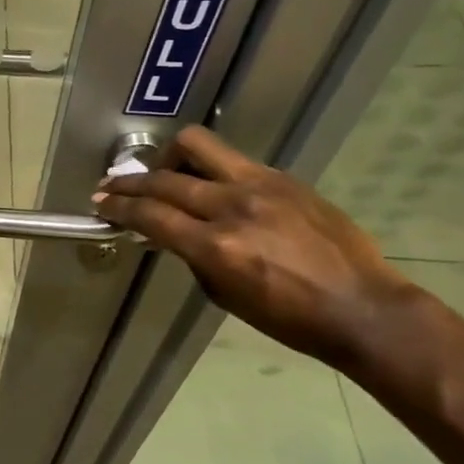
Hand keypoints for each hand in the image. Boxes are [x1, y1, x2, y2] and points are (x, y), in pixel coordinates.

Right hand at [92, 126, 420, 368]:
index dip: (118, 207)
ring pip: (196, 146)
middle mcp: (233, 207)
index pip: (150, 214)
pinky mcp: (283, 178)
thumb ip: (192, 256)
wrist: (363, 307)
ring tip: (160, 173)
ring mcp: (261, 186)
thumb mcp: (225, 295)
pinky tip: (207, 185)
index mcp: (216, 247)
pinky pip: (231, 161)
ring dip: (167, 158)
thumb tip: (169, 232)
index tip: (100, 204)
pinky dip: (207, 169)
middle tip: (111, 187)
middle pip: (164, 179)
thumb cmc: (289, 318)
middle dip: (129, 183)